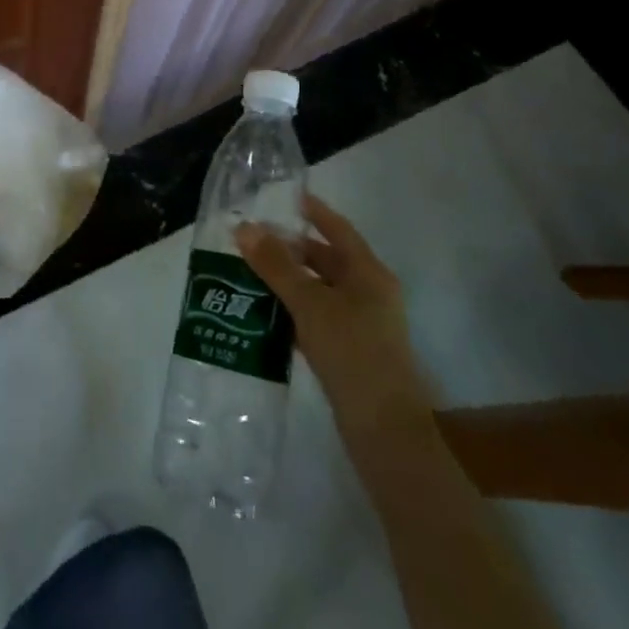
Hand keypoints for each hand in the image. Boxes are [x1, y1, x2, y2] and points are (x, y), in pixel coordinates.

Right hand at [235, 196, 430, 429]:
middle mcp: (369, 293)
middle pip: (327, 260)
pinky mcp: (351, 352)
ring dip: (288, 281)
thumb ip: (276, 266)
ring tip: (249, 272)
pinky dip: (293, 311)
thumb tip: (244, 227)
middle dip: (291, 249)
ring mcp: (362, 325)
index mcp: (369, 274)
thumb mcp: (310, 303)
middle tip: (252, 240)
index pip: (338, 230)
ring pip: (319, 291)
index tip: (287, 197)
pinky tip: (265, 314)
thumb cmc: (352, 353)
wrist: (384, 431)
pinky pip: (317, 318)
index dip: (315, 212)